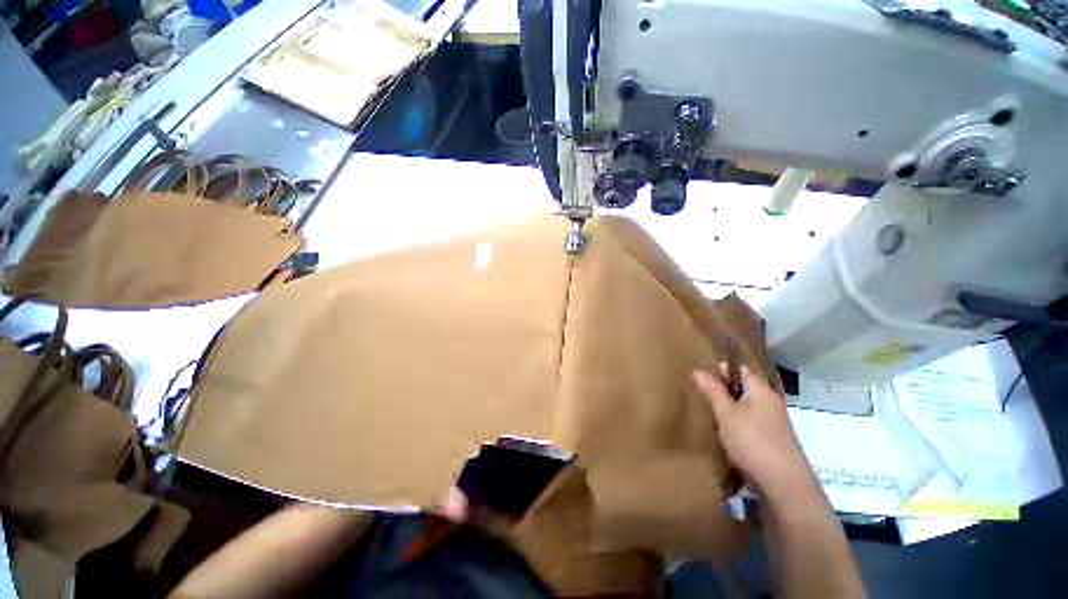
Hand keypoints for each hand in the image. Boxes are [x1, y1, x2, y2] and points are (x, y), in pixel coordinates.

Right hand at [692, 365, 818, 500]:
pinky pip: (753, 421)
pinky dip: (739, 422)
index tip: (702, 376)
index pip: (740, 369)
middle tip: (701, 394)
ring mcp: (775, 421)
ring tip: (710, 412)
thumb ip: (712, 391)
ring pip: (747, 406)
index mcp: (761, 390)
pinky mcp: (775, 438)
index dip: (721, 370)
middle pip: (744, 388)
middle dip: (723, 390)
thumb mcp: (726, 414)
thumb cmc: (752, 441)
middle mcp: (771, 401)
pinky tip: (727, 433)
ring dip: (730, 408)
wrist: (784, 485)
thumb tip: (697, 370)